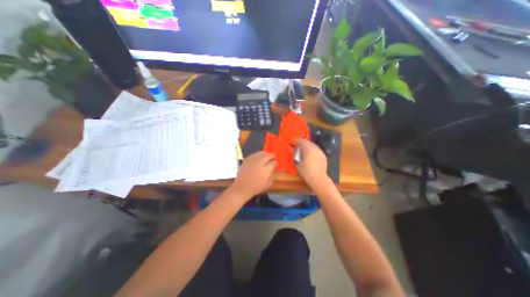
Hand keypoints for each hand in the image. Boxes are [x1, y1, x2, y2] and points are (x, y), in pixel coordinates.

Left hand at [229, 152, 277, 200]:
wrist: (242, 187)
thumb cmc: (256, 187)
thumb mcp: (267, 184)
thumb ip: (272, 176)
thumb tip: (272, 169)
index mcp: (266, 170)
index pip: (273, 163)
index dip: (275, 162)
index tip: (276, 163)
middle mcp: (260, 163)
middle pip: (267, 156)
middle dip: (271, 156)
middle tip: (273, 157)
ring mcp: (253, 160)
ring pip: (261, 153)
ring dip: (265, 154)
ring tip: (267, 155)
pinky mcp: (247, 160)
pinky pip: (254, 154)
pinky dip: (258, 154)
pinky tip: (259, 156)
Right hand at [297, 138, 329, 188]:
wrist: (318, 178)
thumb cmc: (306, 171)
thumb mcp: (298, 163)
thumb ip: (295, 154)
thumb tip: (291, 148)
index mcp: (308, 149)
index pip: (302, 141)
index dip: (296, 140)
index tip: (293, 141)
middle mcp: (315, 148)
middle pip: (308, 142)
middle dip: (302, 142)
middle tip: (297, 145)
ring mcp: (320, 151)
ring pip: (313, 145)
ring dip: (307, 145)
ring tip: (303, 148)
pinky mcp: (323, 155)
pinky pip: (317, 149)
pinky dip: (312, 149)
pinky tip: (310, 153)